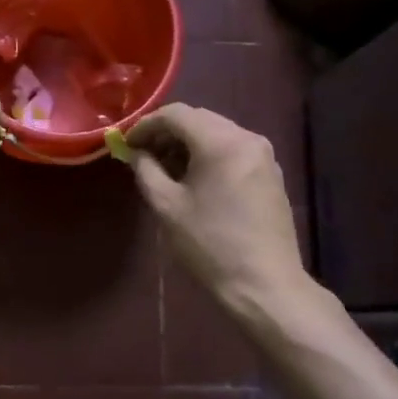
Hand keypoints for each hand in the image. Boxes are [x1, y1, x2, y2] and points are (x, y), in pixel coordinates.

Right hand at [125, 104, 305, 313]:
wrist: (264, 284)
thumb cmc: (210, 245)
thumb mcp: (167, 206)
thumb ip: (146, 171)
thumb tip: (136, 153)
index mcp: (221, 142)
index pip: (176, 114)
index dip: (146, 124)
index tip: (126, 144)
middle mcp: (247, 138)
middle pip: (199, 119)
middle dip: (167, 132)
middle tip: (142, 155)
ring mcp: (263, 155)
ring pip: (217, 133)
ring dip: (188, 143)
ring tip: (165, 170)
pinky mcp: (271, 173)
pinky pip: (233, 149)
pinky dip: (209, 154)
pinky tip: (194, 180)